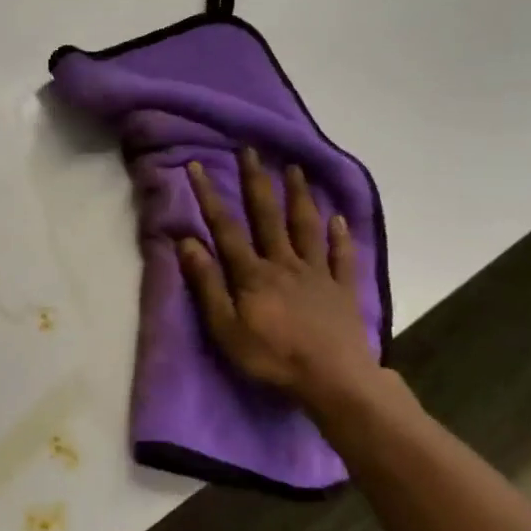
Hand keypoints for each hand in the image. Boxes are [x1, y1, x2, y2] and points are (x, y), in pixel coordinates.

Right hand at [177, 149, 388, 417]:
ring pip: (306, 226)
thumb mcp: (226, 328)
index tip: (197, 166)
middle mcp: (284, 262)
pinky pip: (342, 256)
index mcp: (253, 273)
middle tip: (250, 150)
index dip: (210, 196)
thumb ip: (208, 284)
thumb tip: (187, 243)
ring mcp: (317, 273)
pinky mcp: (343, 288)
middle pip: (268, 215)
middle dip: (256, 181)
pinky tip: (339, 219)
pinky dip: (340, 236)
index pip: (226, 228)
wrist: (333, 380)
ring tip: (294, 169)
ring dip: (298, 196)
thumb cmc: (273, 357)